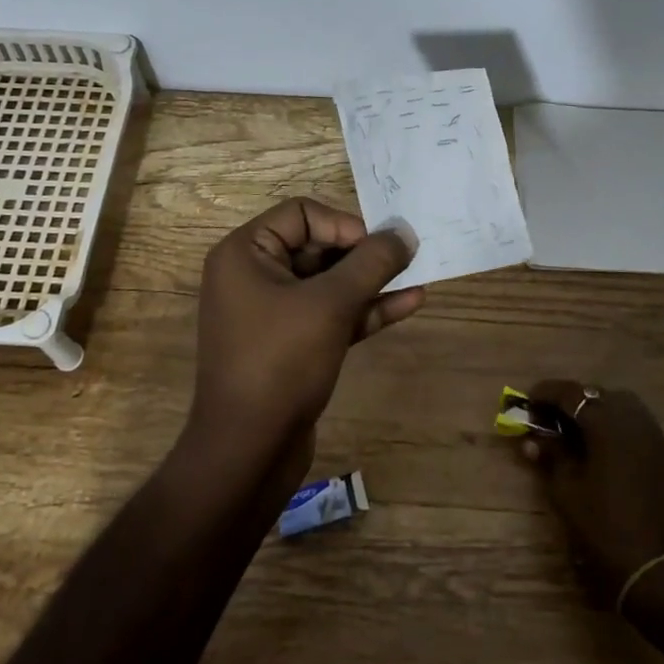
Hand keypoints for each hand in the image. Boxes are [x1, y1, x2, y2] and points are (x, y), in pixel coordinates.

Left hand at [191, 199, 423, 474]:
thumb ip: (371, 263)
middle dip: (363, 253)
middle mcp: (253, 275)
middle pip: (317, 246)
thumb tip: (404, 232)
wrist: (249, 450)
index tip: (377, 248)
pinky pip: (330, 314)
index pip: (301, 213)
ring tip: (418, 275)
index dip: (344, 225)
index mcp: (245, 253)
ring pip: (328, 283)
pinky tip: (409, 304)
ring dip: (370, 280)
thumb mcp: (330, 305)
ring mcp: (271, 312)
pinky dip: (364, 309)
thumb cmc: (281, 362)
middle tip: (406, 259)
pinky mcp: (290, 344)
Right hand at [519, 381, 663, 608]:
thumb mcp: (567, 491)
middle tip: (550, 417)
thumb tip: (531, 438)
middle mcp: (635, 422)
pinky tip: (605, 450)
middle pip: (599, 395)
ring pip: (623, 407)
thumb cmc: (604, 529)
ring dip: (598, 412)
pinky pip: (639, 427)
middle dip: (573, 401)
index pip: (571, 394)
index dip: (546, 393)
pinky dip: (618, 428)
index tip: (527, 401)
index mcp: (607, 425)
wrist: (658, 571)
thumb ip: (551, 455)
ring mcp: (656, 438)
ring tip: (577, 432)